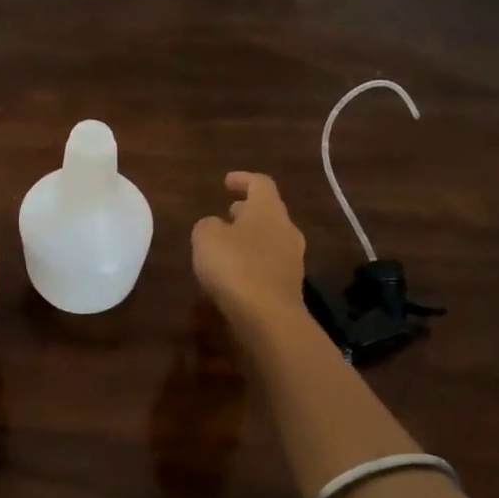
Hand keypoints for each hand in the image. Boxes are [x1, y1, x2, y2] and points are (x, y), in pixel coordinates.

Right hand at [192, 172, 307, 323]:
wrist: (269, 318)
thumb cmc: (235, 266)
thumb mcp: (206, 237)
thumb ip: (208, 224)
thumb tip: (217, 226)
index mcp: (268, 210)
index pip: (260, 183)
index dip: (243, 179)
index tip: (227, 181)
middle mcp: (286, 229)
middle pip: (268, 211)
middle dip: (247, 210)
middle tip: (227, 212)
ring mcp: (292, 259)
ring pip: (270, 238)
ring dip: (250, 236)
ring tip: (227, 243)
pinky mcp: (290, 285)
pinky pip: (269, 263)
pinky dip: (253, 260)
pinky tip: (236, 272)